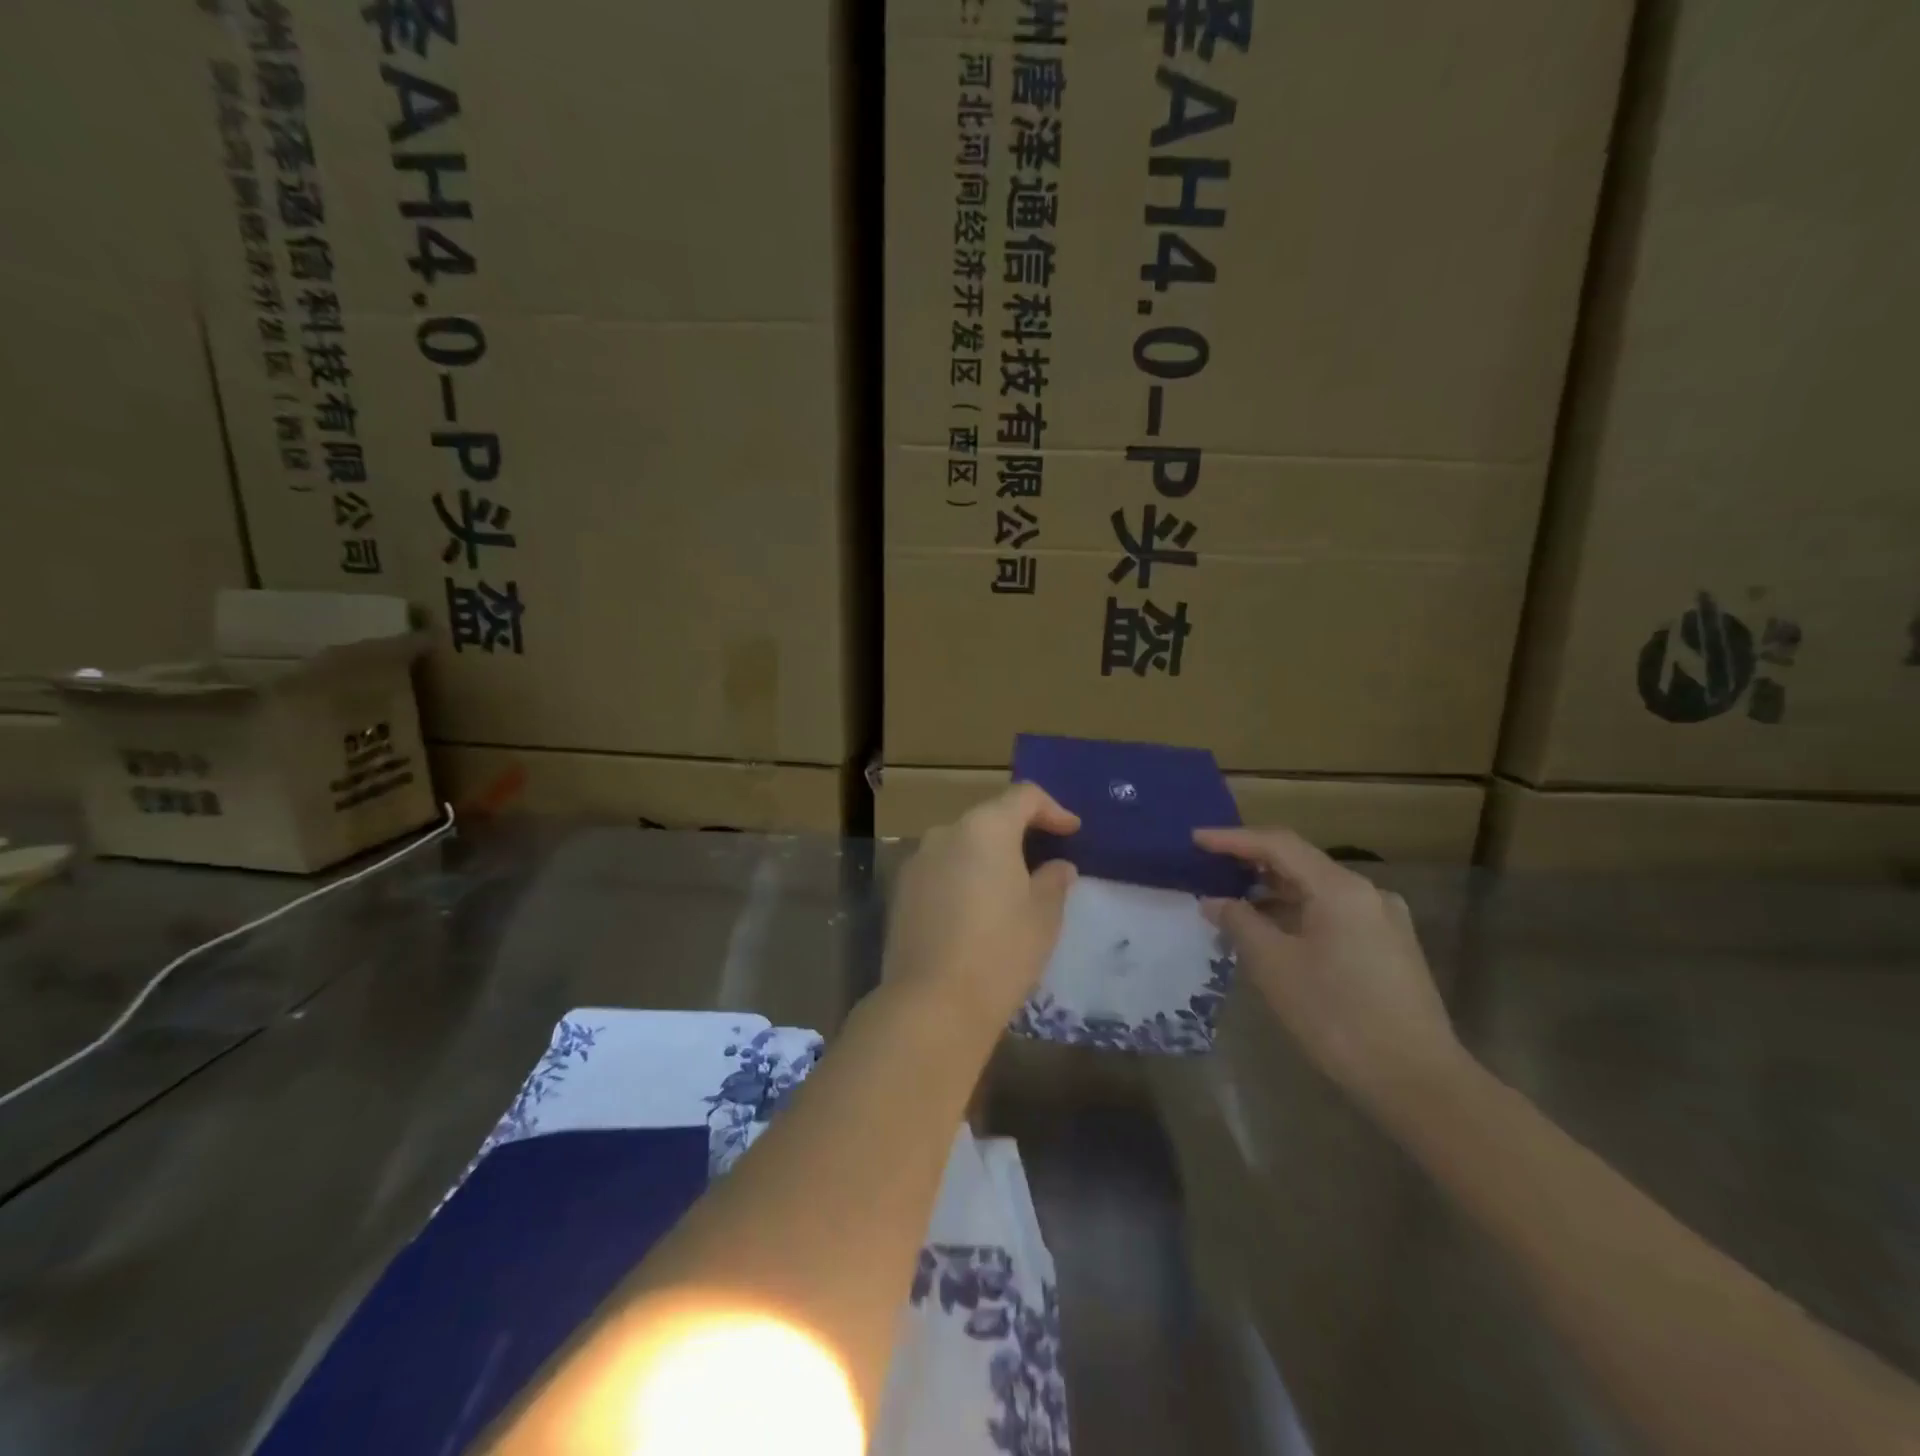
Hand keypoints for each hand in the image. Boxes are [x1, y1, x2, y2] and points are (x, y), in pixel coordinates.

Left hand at [884, 784, 1080, 1032]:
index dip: (1052, 809)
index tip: (1072, 831)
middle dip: (1018, 833)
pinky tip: (975, 912)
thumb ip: (1053, 881)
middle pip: (989, 819)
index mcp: (985, 829)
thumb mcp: (1043, 917)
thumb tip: (1058, 867)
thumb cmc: (1000, 953)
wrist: (931, 1005)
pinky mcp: (900, 892)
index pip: (1023, 797)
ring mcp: (917, 862)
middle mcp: (945, 834)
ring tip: (1009, 889)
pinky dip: (962, 878)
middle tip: (1044, 861)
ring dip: (987, 858)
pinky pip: (940, 871)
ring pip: (961, 846)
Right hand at [1194, 827, 1465, 1116]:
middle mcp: (1367, 893)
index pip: (1277, 844)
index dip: (1232, 839)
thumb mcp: (1274, 967)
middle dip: (1251, 864)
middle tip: (1210, 867)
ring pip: (1317, 891)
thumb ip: (1239, 923)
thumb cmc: (1337, 1016)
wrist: (1418, 1081)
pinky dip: (1297, 914)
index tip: (1195, 839)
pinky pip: (1333, 914)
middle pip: (1300, 863)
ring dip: (1273, 893)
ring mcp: (1383, 920)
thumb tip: (1215, 901)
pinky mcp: (1389, 947)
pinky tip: (1273, 933)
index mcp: (1340, 889)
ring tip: (1233, 903)